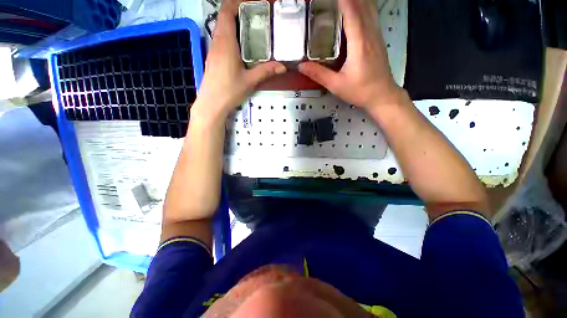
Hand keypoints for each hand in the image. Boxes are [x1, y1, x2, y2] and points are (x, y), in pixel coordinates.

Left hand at [193, 0, 286, 120]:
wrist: (211, 103)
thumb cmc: (229, 90)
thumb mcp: (250, 81)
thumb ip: (266, 71)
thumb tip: (283, 66)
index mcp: (225, 43)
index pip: (226, 12)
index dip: (236, 3)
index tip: (250, 4)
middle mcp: (217, 42)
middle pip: (223, 18)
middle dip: (237, 12)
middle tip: (255, 17)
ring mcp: (213, 50)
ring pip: (221, 29)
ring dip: (233, 25)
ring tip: (250, 30)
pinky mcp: (212, 58)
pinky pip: (220, 40)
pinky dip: (230, 36)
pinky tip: (240, 47)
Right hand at [299, 0, 401, 108]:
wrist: (382, 96)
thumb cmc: (360, 91)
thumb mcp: (336, 85)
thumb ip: (319, 74)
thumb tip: (301, 66)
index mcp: (359, 44)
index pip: (351, 12)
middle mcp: (370, 34)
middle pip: (362, 5)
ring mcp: (376, 35)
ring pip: (369, 8)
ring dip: (357, 0)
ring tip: (343, 1)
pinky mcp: (378, 40)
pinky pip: (371, 16)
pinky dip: (363, 6)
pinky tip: (356, 7)